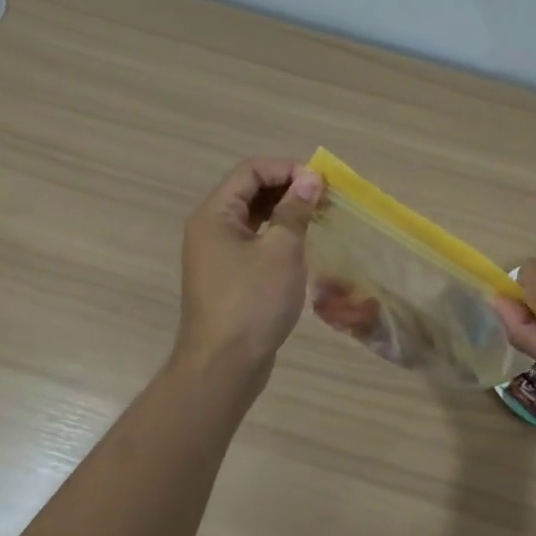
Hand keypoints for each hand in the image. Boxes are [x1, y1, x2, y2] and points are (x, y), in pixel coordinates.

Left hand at [174, 158, 322, 380]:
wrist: (224, 366)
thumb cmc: (252, 301)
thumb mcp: (281, 250)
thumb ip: (295, 210)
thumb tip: (311, 178)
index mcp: (215, 215)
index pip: (250, 171)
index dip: (286, 169)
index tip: (320, 182)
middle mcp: (210, 228)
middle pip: (249, 190)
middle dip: (288, 187)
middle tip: (325, 197)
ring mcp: (217, 254)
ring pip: (253, 216)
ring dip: (285, 211)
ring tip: (319, 216)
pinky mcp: (228, 276)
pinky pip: (254, 240)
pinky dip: (278, 234)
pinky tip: (302, 244)